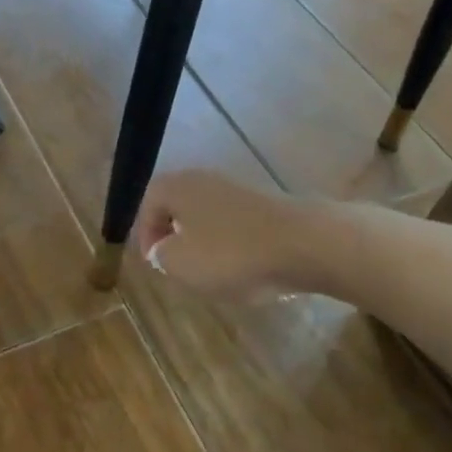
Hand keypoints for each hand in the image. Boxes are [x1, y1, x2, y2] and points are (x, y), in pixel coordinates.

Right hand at [134, 170, 317, 301]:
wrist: (306, 243)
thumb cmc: (233, 253)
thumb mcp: (181, 264)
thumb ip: (161, 256)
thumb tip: (162, 248)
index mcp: (178, 186)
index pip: (148, 202)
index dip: (145, 234)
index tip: (152, 262)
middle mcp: (205, 179)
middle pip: (178, 204)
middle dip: (174, 235)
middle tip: (176, 265)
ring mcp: (239, 189)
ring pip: (207, 213)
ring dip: (203, 240)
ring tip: (209, 272)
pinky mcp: (267, 204)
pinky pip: (235, 223)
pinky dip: (231, 243)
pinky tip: (242, 267)